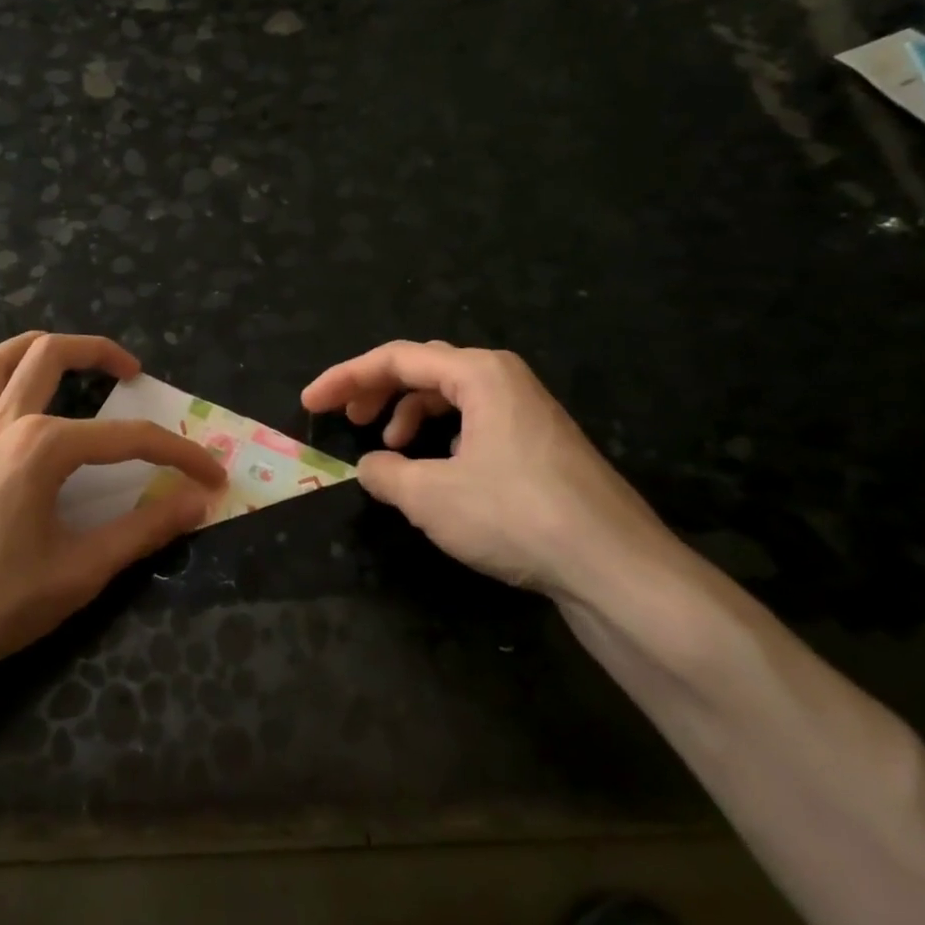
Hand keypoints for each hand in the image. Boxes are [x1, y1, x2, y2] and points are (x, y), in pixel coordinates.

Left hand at [0, 332, 225, 693]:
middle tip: (131, 371)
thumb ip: (144, 530)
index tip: (211, 476)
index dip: (177, 454)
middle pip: (48, 355)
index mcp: (42, 446)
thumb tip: (197, 502)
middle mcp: (0, 426)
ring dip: (30, 348)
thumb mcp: (81, 570)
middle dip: (96, 350)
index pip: (127, 439)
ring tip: (63, 356)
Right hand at [302, 341, 676, 599]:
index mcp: (478, 373)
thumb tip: (370, 466)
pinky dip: (441, 436)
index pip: (395, 358)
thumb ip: (386, 473)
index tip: (310, 403)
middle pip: (423, 368)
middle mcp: (504, 379)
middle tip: (345, 417)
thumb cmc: (514, 515)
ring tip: (390, 449)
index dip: (345, 378)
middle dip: (377, 390)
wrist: (614, 566)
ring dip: (409, 414)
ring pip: (450, 396)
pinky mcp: (538, 444)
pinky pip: (474, 421)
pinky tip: (435, 469)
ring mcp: (526, 410)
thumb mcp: (430, 496)